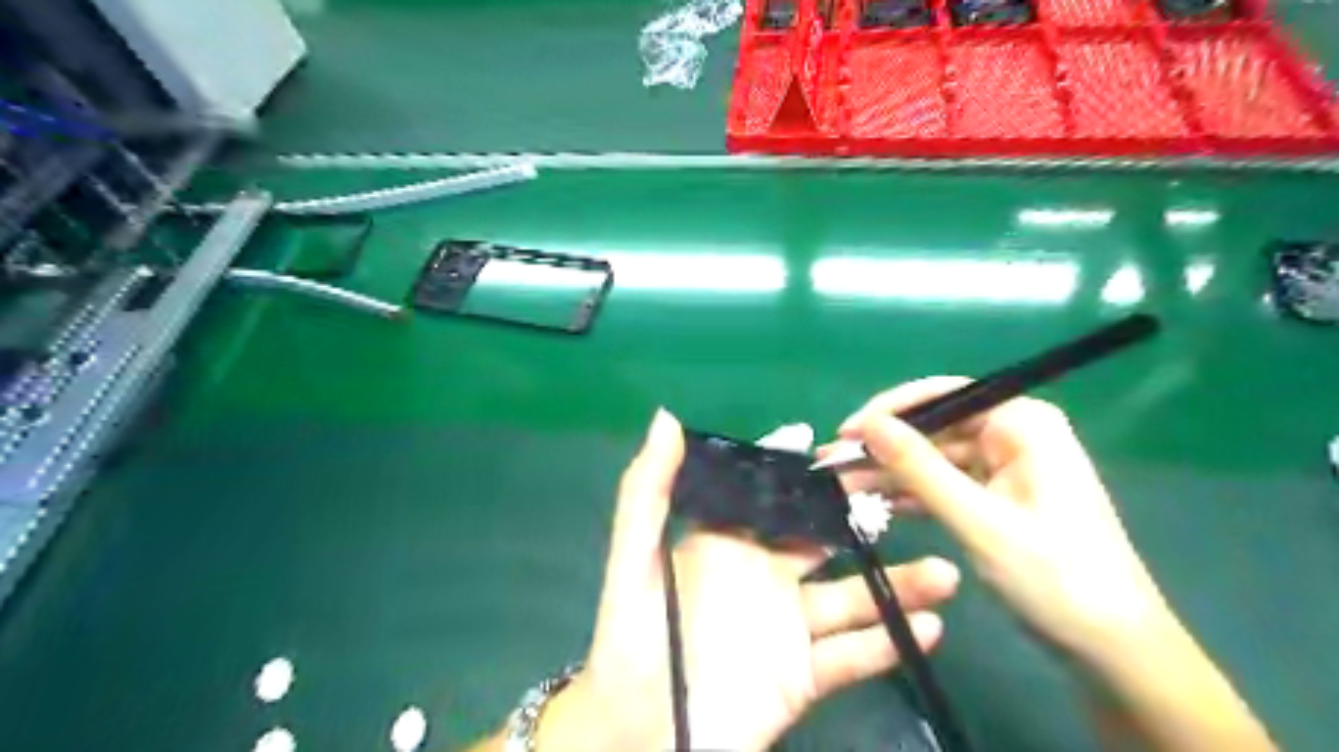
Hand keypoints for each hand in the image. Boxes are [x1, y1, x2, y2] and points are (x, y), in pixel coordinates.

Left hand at [537, 412, 962, 750]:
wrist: (640, 735)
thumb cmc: (633, 639)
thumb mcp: (634, 559)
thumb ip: (649, 492)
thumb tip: (667, 418)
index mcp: (727, 544)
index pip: (774, 499)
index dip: (806, 474)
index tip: (847, 449)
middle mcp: (764, 577)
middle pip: (824, 541)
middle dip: (863, 522)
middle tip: (911, 501)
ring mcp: (788, 627)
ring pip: (851, 597)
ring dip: (897, 585)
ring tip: (943, 574)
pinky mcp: (803, 677)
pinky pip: (853, 656)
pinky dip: (889, 642)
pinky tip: (928, 626)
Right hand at [829, 380, 1173, 667]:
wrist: (1112, 649)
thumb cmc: (1054, 576)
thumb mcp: (977, 519)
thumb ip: (919, 468)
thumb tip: (867, 425)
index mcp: (1022, 423)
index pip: (943, 396)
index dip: (889, 411)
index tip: (845, 433)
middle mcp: (1014, 434)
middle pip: (934, 427)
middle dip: (885, 448)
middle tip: (832, 465)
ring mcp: (1006, 466)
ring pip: (934, 457)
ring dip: (891, 473)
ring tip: (841, 485)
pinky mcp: (998, 496)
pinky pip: (945, 483)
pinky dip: (913, 494)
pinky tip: (876, 505)